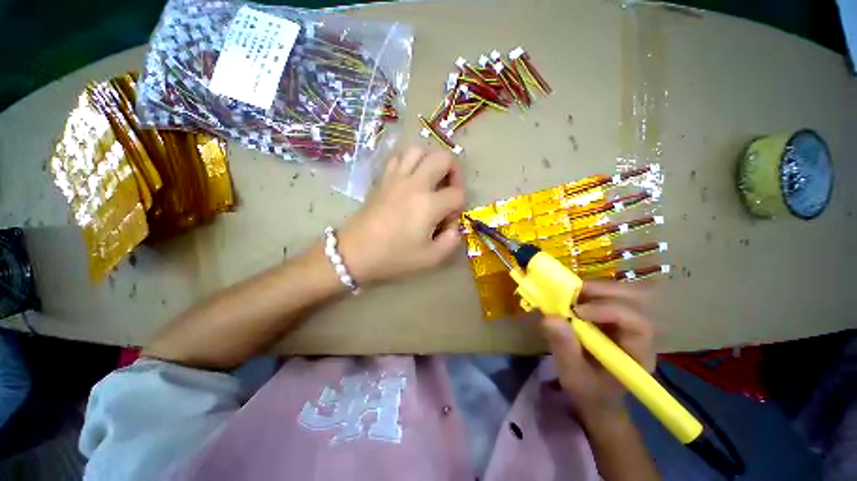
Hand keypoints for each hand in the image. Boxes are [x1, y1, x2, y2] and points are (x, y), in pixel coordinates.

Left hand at [338, 146, 464, 282]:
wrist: (355, 253)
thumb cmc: (393, 257)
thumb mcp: (431, 258)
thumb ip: (451, 240)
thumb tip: (453, 225)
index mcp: (428, 204)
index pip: (457, 194)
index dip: (459, 206)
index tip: (449, 220)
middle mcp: (414, 184)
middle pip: (443, 158)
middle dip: (454, 171)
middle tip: (450, 189)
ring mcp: (396, 178)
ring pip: (418, 150)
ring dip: (431, 161)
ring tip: (432, 179)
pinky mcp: (382, 179)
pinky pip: (398, 157)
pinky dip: (410, 161)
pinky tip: (411, 178)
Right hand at [541, 280, 655, 423]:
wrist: (594, 395)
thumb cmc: (588, 390)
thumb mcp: (573, 375)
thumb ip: (564, 348)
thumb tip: (550, 317)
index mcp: (638, 353)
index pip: (636, 323)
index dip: (608, 310)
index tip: (577, 310)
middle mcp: (637, 333)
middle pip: (632, 300)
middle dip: (602, 291)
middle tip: (572, 290)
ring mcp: (625, 322)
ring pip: (619, 293)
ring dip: (593, 288)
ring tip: (567, 291)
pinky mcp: (611, 317)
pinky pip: (604, 296)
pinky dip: (586, 292)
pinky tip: (569, 296)